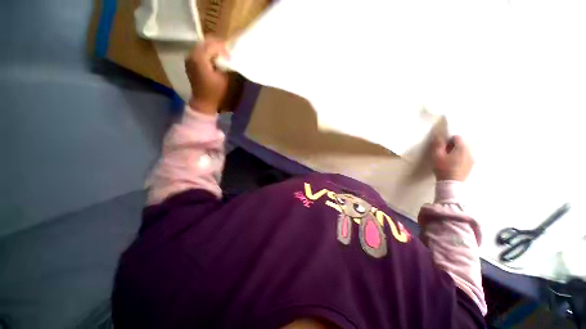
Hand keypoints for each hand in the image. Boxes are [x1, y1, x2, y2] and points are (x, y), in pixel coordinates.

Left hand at [185, 37, 229, 114]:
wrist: (203, 101)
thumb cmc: (216, 92)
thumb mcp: (225, 79)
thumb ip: (227, 65)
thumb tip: (228, 57)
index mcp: (200, 58)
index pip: (213, 44)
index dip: (223, 49)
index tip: (230, 56)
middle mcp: (192, 55)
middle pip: (205, 42)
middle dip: (217, 46)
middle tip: (227, 53)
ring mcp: (189, 58)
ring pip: (202, 46)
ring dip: (212, 49)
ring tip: (221, 56)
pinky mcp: (190, 62)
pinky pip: (199, 51)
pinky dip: (207, 53)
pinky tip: (213, 59)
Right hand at [431, 135, 473, 181]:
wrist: (451, 184)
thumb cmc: (443, 168)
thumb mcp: (437, 155)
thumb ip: (438, 144)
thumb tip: (438, 135)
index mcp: (462, 147)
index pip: (457, 137)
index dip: (448, 140)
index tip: (442, 146)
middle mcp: (470, 152)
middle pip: (462, 144)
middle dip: (453, 146)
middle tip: (444, 152)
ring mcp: (471, 160)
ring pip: (464, 151)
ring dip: (456, 152)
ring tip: (448, 159)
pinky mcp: (470, 166)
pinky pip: (465, 158)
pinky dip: (459, 158)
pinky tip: (452, 165)